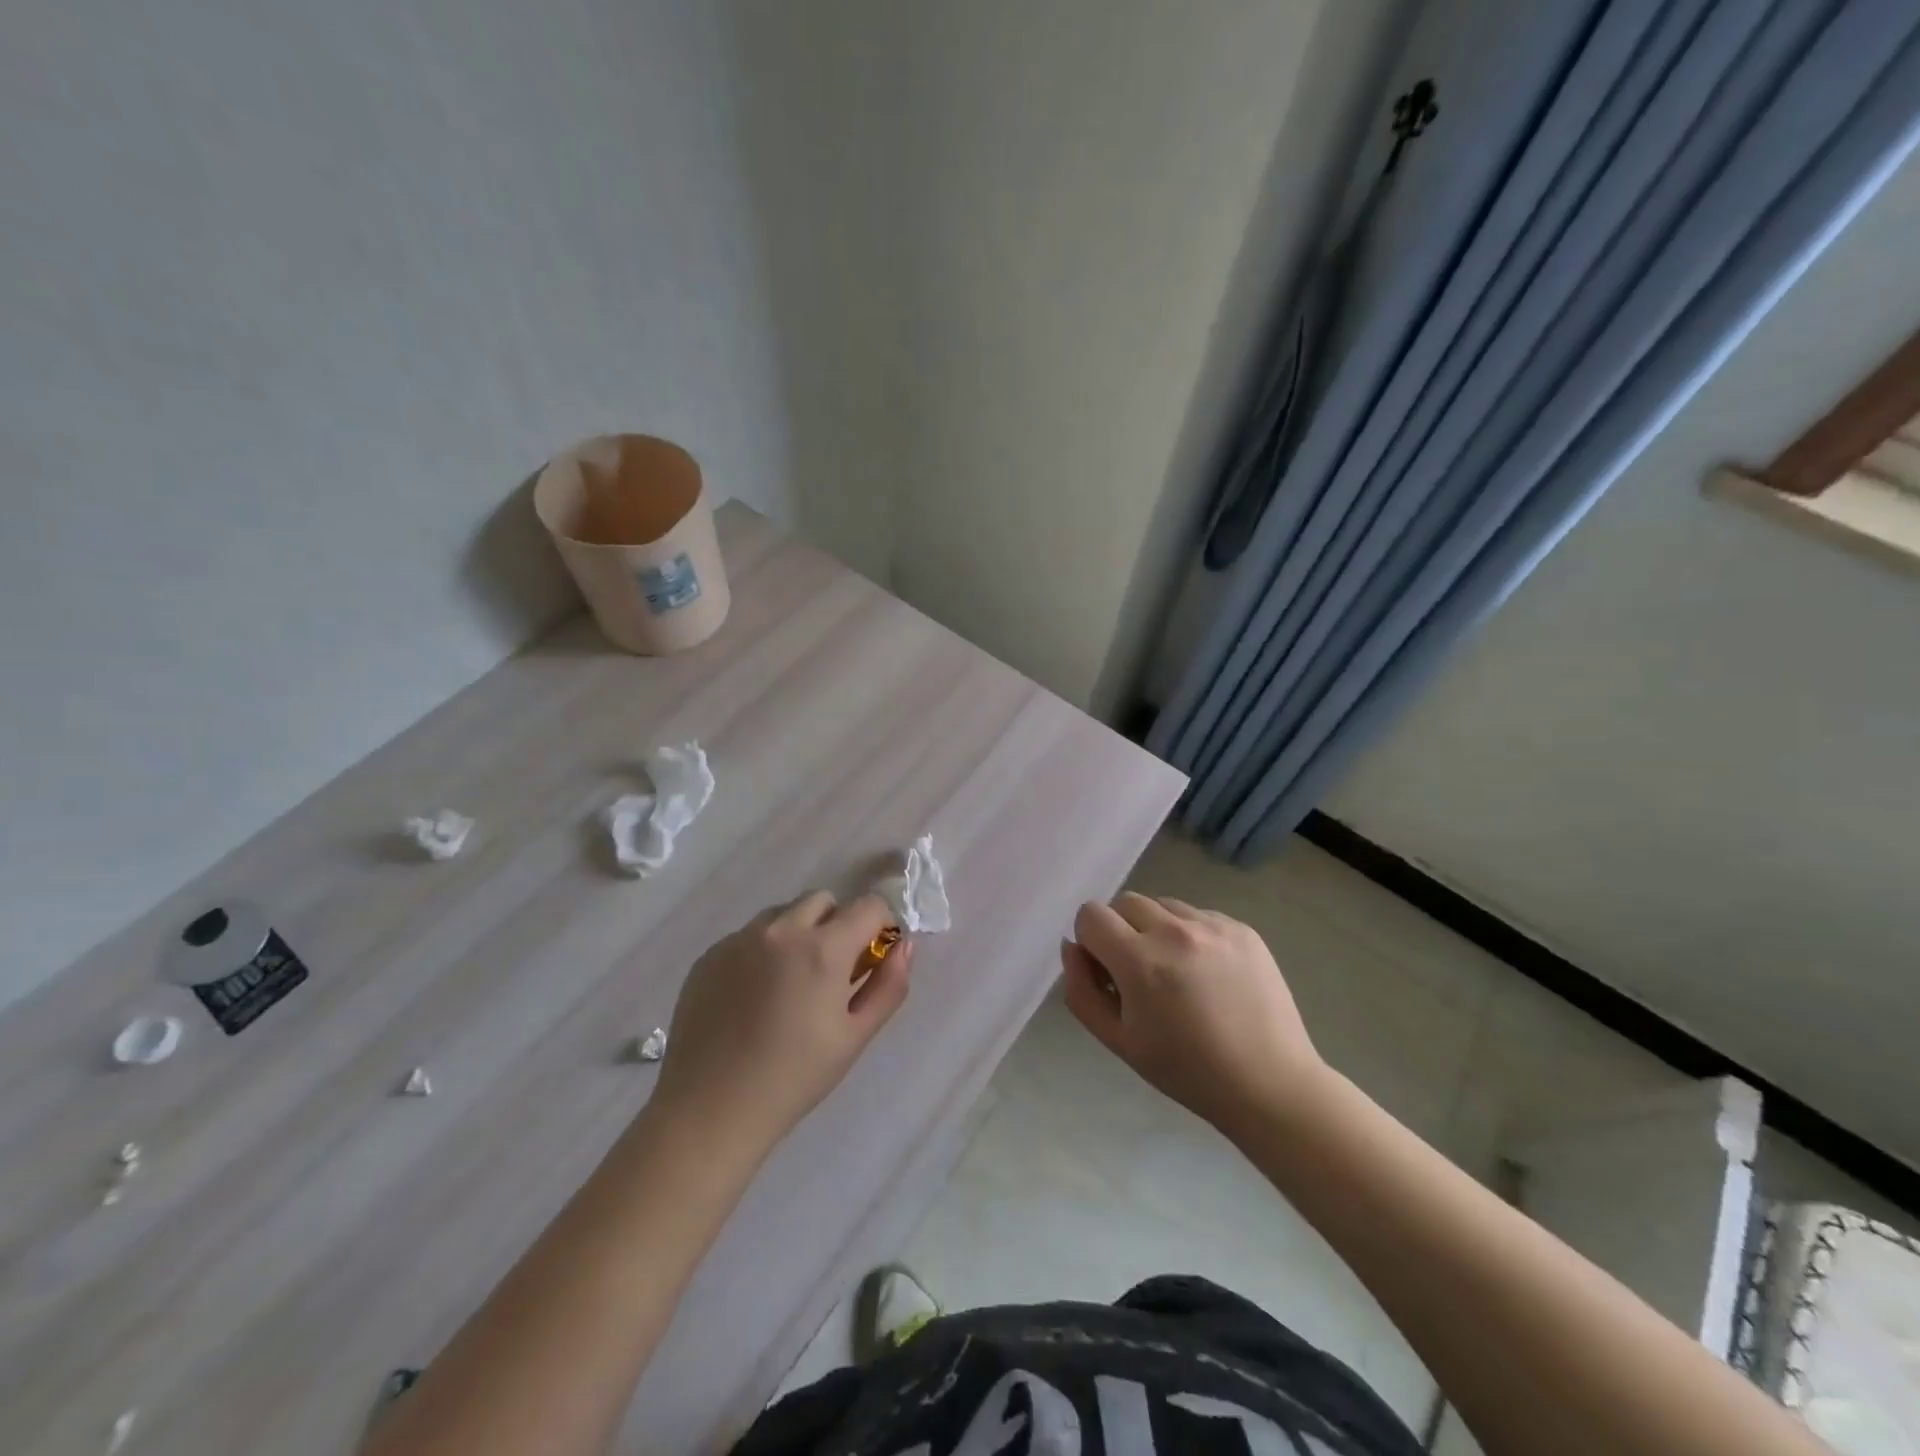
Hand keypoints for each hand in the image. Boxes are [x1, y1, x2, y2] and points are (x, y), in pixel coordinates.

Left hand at [652, 892, 912, 1153]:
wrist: (709, 1111)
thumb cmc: (794, 1078)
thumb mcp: (854, 1037)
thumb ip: (889, 985)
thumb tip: (903, 946)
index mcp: (823, 948)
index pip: (868, 905)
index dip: (880, 926)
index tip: (872, 958)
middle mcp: (781, 929)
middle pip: (823, 900)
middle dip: (837, 925)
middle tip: (832, 973)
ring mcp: (740, 939)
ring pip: (783, 913)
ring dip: (798, 932)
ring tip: (789, 984)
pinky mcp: (710, 954)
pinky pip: (749, 935)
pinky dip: (762, 950)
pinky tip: (754, 997)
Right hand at [1061, 891, 1326, 1139]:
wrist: (1270, 1085)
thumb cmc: (1186, 1071)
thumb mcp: (1118, 1041)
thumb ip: (1081, 991)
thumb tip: (1073, 948)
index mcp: (1140, 962)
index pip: (1091, 915)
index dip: (1090, 941)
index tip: (1106, 972)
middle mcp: (1175, 932)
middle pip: (1124, 902)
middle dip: (1121, 931)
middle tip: (1139, 974)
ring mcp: (1213, 926)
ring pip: (1162, 905)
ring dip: (1156, 929)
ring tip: (1177, 973)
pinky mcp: (1242, 928)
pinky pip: (1197, 915)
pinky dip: (1190, 935)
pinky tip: (1208, 974)